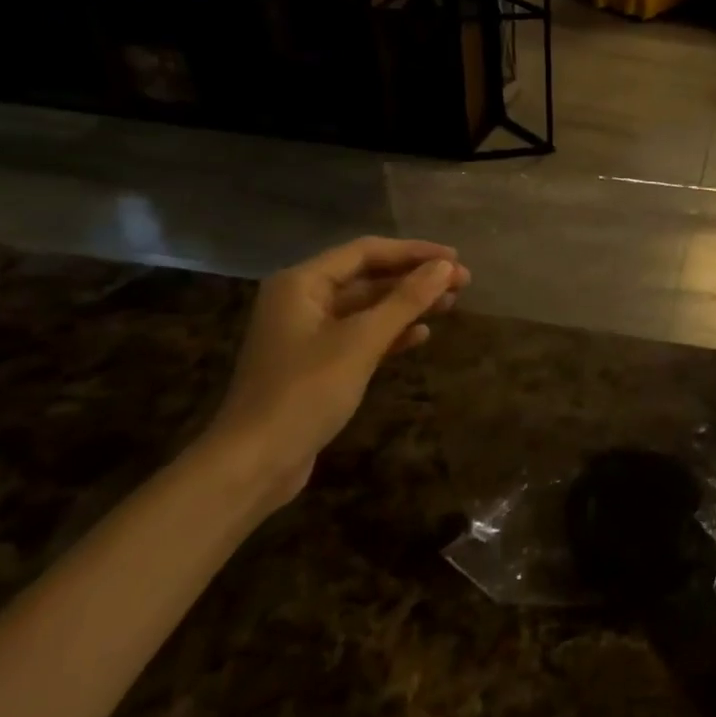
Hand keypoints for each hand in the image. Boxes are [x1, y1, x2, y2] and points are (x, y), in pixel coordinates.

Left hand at [205, 237, 469, 506]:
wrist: (253, 464)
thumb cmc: (305, 392)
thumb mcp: (361, 342)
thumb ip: (405, 300)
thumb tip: (446, 267)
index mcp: (302, 283)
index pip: (366, 252)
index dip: (414, 252)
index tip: (456, 259)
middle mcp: (302, 299)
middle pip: (368, 276)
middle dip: (415, 278)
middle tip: (463, 283)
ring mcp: (308, 333)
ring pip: (368, 307)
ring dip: (408, 304)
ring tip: (451, 304)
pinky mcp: (317, 363)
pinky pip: (361, 335)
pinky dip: (391, 332)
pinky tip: (421, 335)